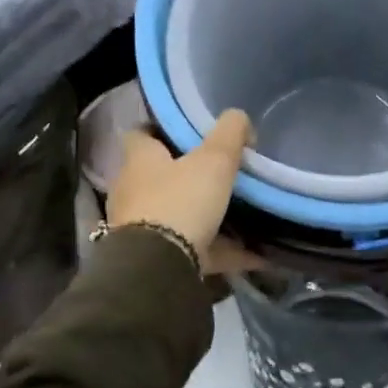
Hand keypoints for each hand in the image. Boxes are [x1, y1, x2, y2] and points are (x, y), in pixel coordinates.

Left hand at [106, 111, 254, 273]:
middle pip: (160, 176)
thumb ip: (230, 132)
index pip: (141, 134)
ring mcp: (141, 228)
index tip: (192, 132)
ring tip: (242, 214)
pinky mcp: (155, 259)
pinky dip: (222, 250)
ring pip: (177, 214)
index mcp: (139, 160)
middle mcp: (132, 191)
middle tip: (223, 171)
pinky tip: (254, 254)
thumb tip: (238, 118)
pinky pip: (194, 249)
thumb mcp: (214, 159)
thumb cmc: (181, 201)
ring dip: (206, 215)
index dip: (163, 130)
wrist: (158, 269)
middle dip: (188, 175)